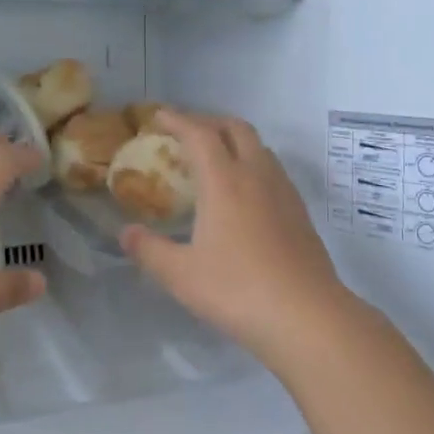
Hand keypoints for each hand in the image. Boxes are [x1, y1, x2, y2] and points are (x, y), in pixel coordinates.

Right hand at [120, 111, 356, 361]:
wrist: (307, 316)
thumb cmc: (237, 290)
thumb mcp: (181, 275)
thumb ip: (149, 250)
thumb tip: (126, 233)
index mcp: (224, 182)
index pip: (200, 134)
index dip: (177, 120)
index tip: (158, 116)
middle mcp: (256, 175)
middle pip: (236, 128)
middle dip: (209, 122)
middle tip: (187, 133)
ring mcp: (284, 192)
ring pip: (259, 147)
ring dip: (235, 141)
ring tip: (215, 159)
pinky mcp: (300, 213)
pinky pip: (273, 171)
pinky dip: (253, 165)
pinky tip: (244, 195)